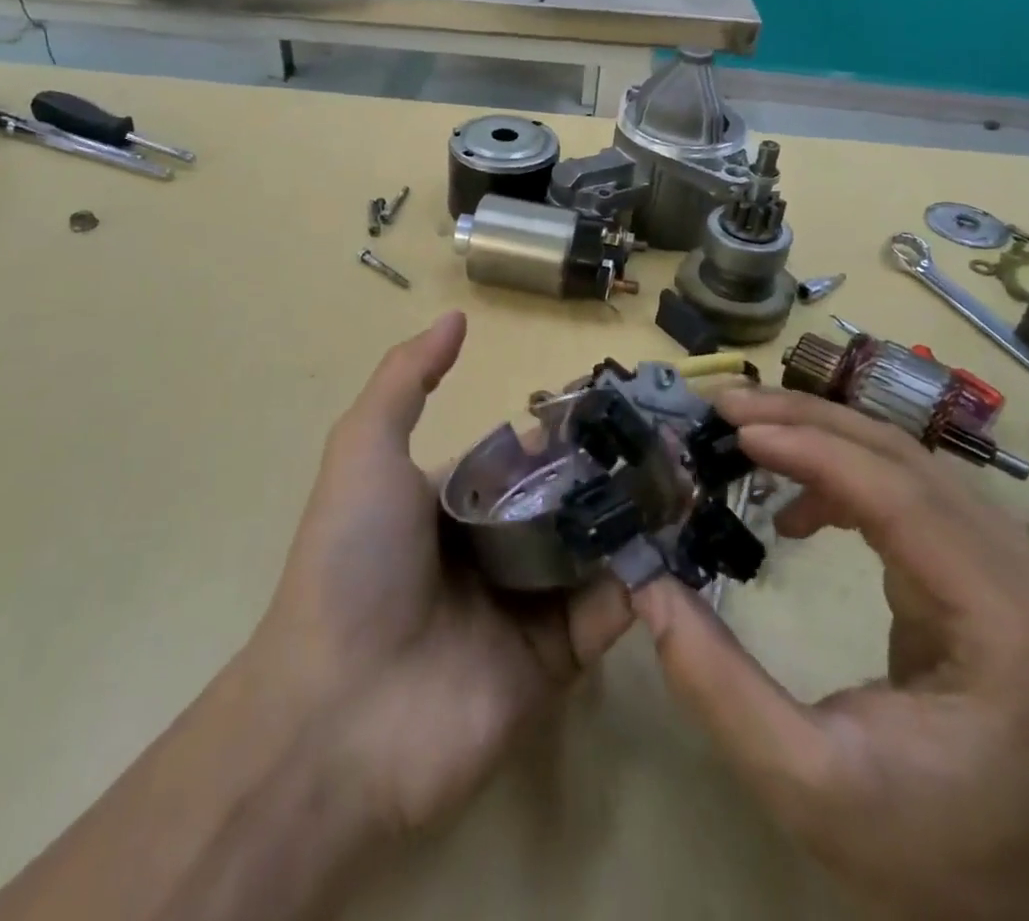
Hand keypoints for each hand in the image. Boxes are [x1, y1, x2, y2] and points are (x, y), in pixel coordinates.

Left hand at [245, 311, 633, 837]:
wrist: (339, 713)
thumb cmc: (354, 560)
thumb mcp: (366, 449)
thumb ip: (407, 379)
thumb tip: (457, 316)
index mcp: (454, 501)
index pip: (523, 457)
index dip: (565, 432)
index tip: (619, 405)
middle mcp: (493, 549)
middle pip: (565, 501)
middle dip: (612, 474)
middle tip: (670, 443)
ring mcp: (526, 606)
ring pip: (594, 551)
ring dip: (636, 520)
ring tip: (689, 482)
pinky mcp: (555, 661)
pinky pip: (607, 614)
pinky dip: (642, 584)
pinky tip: (675, 546)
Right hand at [632, 388, 1028, 920]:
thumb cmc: (930, 859)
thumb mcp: (806, 786)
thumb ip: (719, 686)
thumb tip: (647, 586)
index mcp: (1013, 629)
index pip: (902, 497)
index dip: (812, 448)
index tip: (732, 427)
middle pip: (908, 460)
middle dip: (809, 421)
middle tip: (725, 407)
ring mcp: (1026, 570)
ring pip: (911, 463)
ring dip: (823, 436)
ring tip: (746, 433)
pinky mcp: (1001, 572)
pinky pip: (915, 494)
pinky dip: (848, 478)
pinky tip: (800, 507)